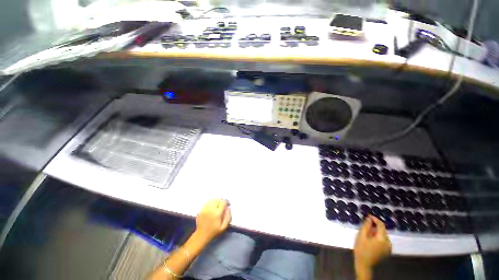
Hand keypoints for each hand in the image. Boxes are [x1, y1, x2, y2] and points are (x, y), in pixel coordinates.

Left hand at [194, 199, 231, 242]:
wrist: (201, 236)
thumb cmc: (214, 232)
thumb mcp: (224, 227)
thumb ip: (228, 217)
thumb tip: (228, 208)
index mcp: (217, 213)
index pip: (223, 202)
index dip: (227, 202)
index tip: (228, 205)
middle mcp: (210, 209)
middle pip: (217, 199)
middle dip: (221, 201)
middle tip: (223, 205)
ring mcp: (204, 209)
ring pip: (212, 199)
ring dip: (216, 200)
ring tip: (218, 205)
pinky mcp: (201, 209)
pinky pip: (207, 202)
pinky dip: (211, 202)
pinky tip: (212, 207)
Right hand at [354, 215, 391, 279]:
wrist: (364, 264)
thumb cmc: (361, 249)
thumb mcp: (361, 236)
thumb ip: (366, 226)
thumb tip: (369, 219)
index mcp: (382, 239)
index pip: (381, 225)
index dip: (375, 219)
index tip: (368, 215)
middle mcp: (388, 242)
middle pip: (382, 230)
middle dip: (374, 225)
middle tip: (365, 224)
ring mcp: (389, 247)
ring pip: (383, 235)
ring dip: (375, 231)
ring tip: (366, 231)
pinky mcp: (387, 250)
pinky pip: (383, 240)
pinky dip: (377, 236)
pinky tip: (370, 238)